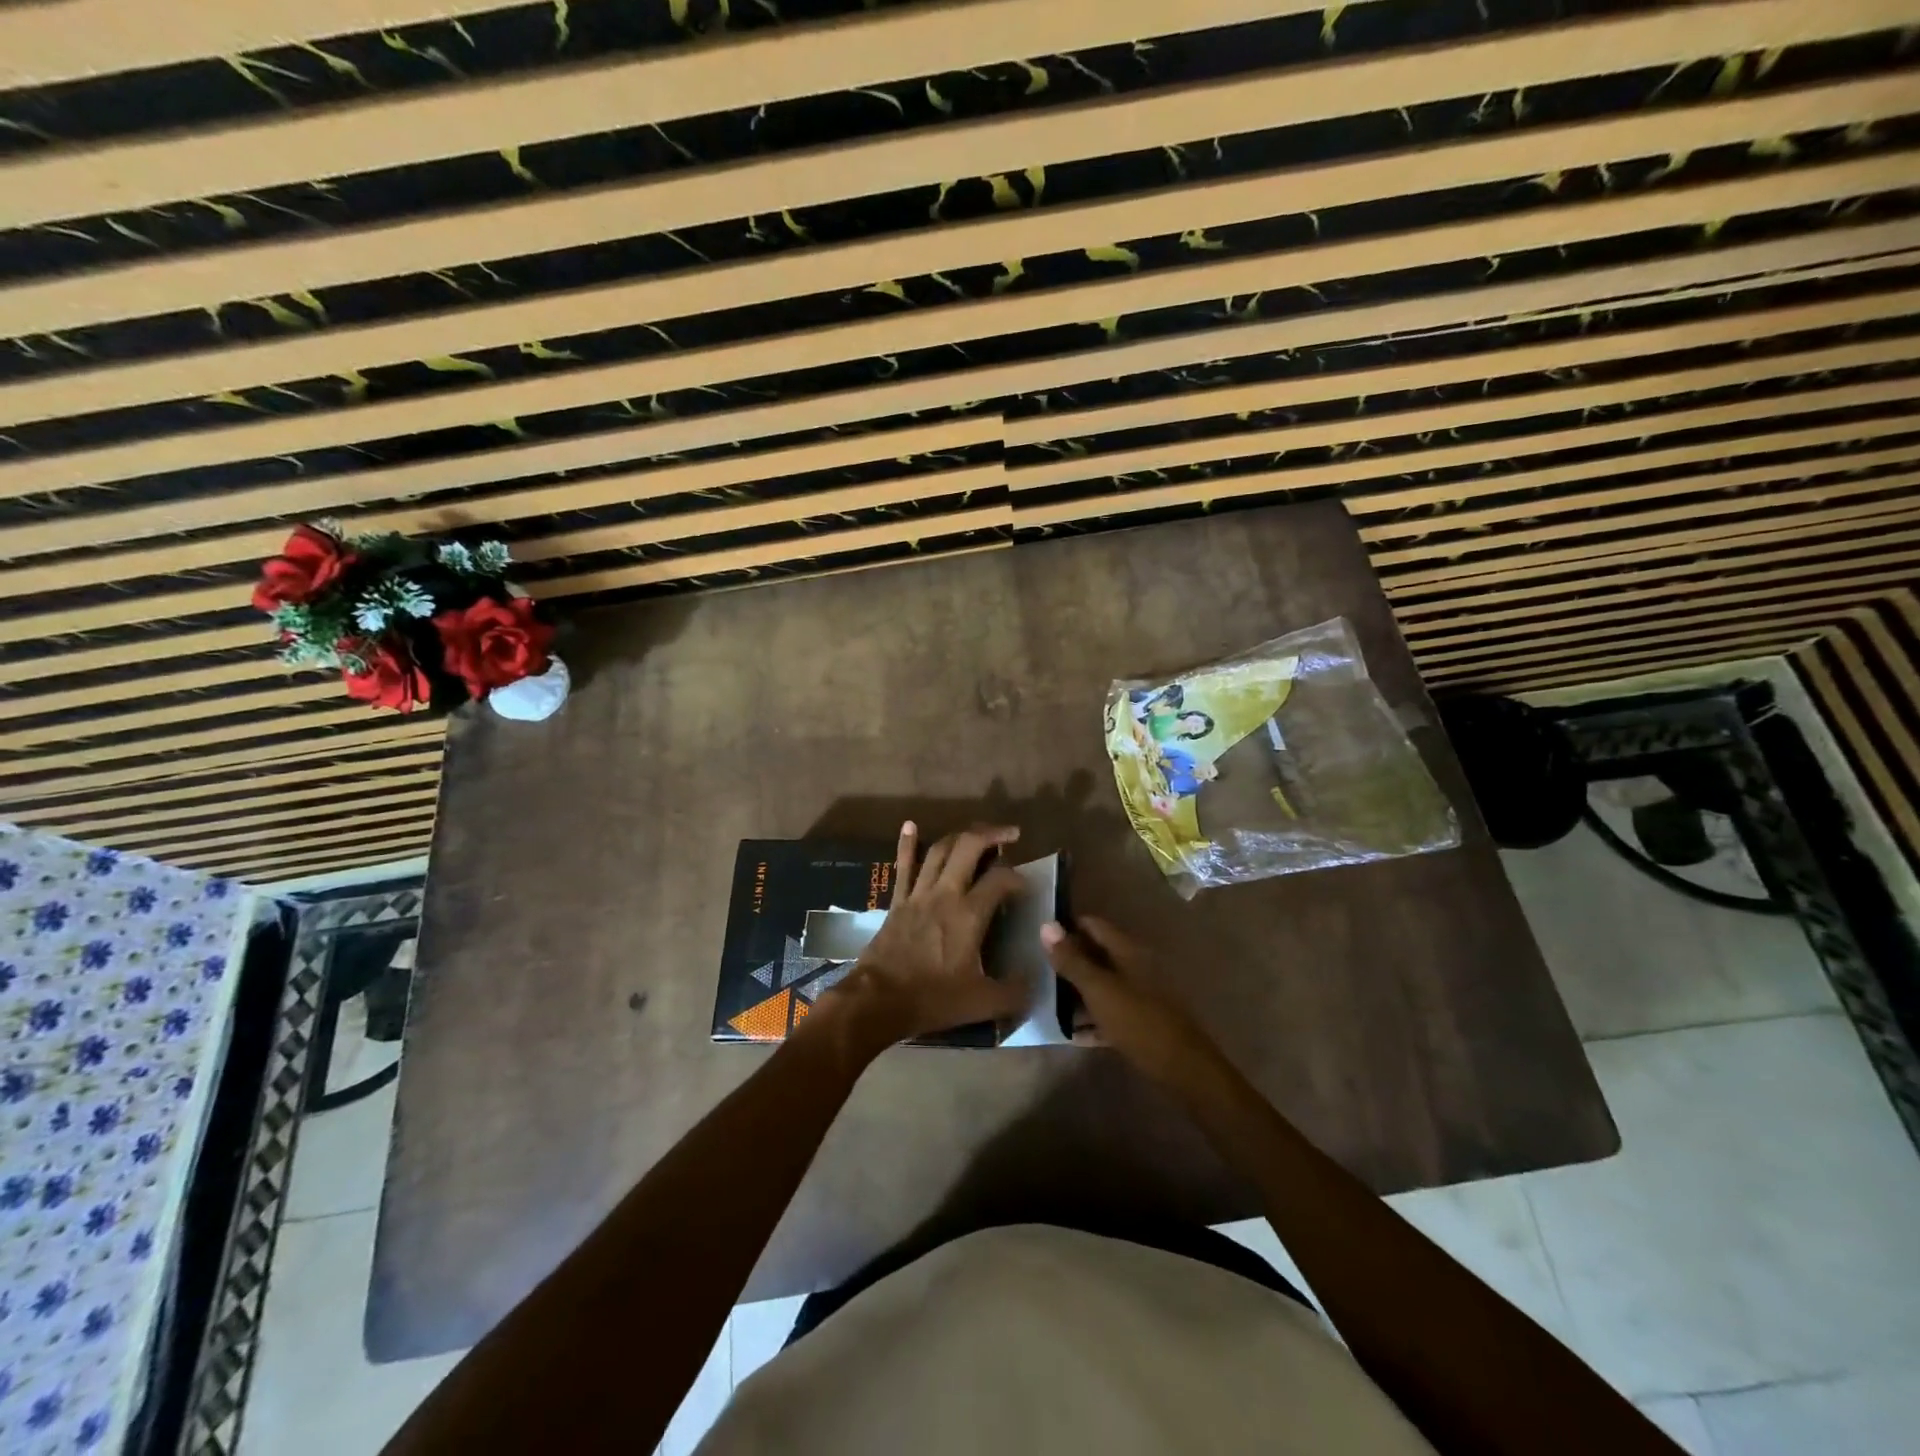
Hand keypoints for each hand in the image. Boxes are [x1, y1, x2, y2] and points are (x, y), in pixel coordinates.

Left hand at [813, 822, 1027, 1050]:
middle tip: (1010, 835)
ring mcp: (918, 894)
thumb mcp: (982, 1003)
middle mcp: (945, 894)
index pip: (1001, 880)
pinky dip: (908, 844)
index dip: (1018, 877)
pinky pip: (904, 866)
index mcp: (969, 915)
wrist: (877, 1000)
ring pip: (940, 850)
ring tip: (977, 834)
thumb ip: (1014, 993)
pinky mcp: (898, 901)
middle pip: (968, 847)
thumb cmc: (932, 999)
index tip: (1026, 886)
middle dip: (992, 834)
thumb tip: (1034, 983)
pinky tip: (910, 825)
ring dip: (960, 836)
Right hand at [1040, 917, 1231, 1092]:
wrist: (1182, 1069)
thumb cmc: (1139, 1022)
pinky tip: (1070, 1032)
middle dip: (1069, 960)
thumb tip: (1047, 925)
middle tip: (1037, 969)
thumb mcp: (1099, 989)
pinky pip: (1109, 1012)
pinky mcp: (1140, 1022)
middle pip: (1097, 955)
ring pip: (1102, 984)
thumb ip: (1072, 960)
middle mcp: (1135, 967)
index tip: (1039, 936)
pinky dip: (1091, 1018)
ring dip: (1077, 991)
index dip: (1068, 927)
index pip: (1093, 926)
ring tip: (1047, 1000)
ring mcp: (1139, 995)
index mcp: (1128, 951)